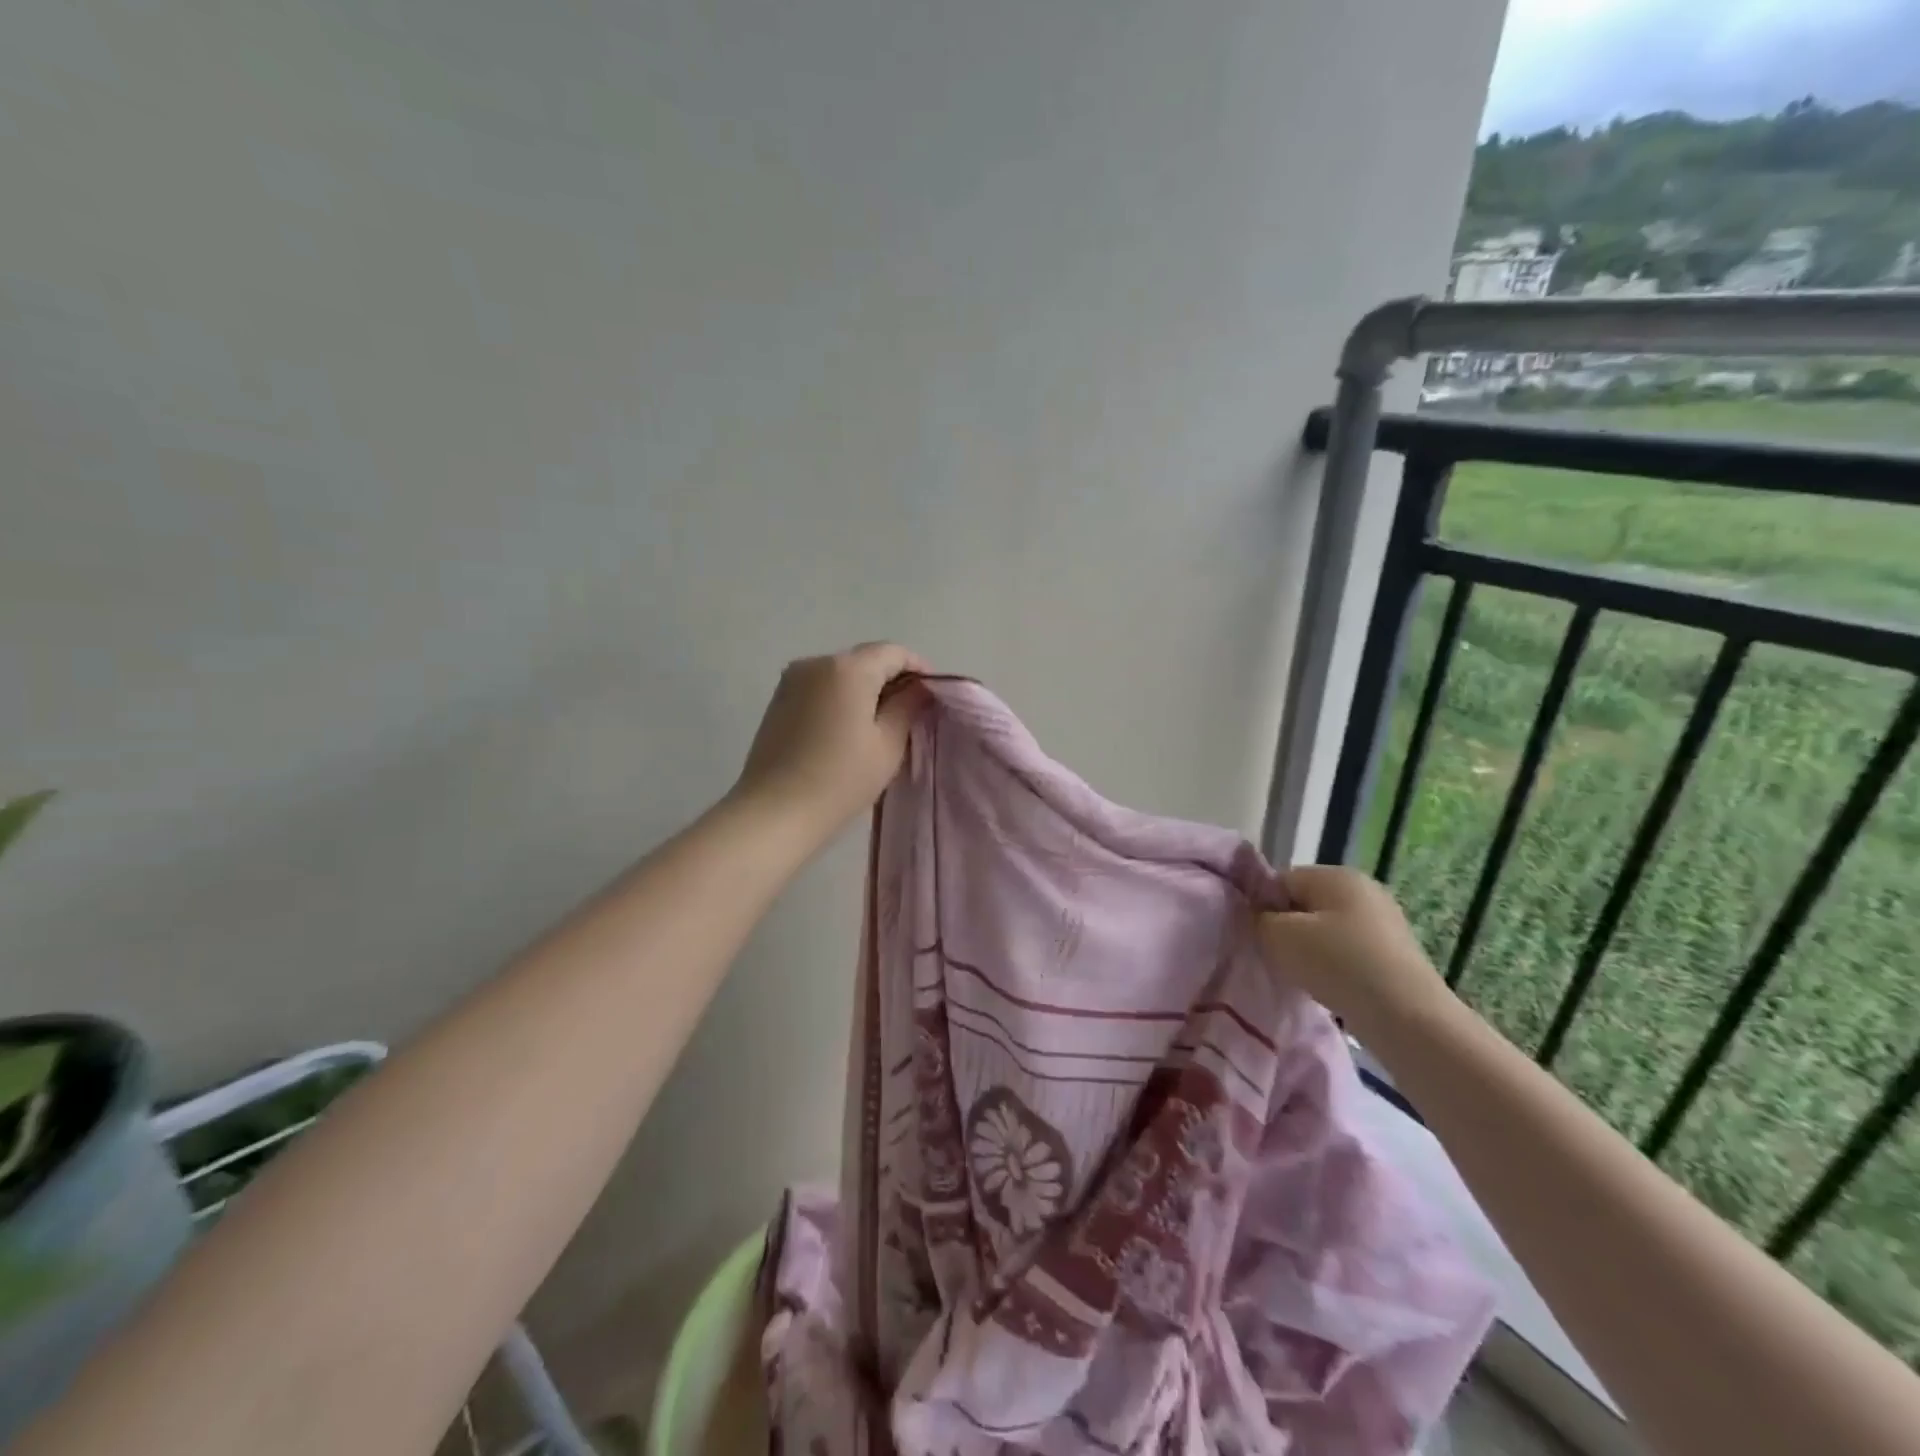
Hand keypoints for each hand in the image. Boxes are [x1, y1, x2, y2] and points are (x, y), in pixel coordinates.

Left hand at [732, 643, 929, 836]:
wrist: (774, 812)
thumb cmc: (840, 779)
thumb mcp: (887, 744)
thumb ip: (907, 706)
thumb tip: (918, 688)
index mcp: (848, 668)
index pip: (893, 653)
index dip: (918, 669)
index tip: (932, 696)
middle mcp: (817, 662)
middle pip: (865, 659)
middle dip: (891, 679)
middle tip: (910, 712)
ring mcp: (792, 680)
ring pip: (841, 674)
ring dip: (864, 690)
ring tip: (879, 724)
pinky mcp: (778, 700)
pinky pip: (821, 688)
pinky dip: (840, 699)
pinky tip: (848, 729)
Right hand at [1257, 865, 1449, 1038]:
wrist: (1407, 1017)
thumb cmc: (1336, 963)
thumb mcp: (1278, 936)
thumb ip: (1259, 918)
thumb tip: (1261, 916)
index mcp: (1335, 874)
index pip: (1281, 881)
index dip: (1264, 907)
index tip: (1260, 938)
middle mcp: (1364, 888)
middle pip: (1306, 904)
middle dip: (1289, 929)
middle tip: (1280, 959)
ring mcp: (1385, 920)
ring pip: (1328, 929)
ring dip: (1312, 950)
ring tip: (1307, 978)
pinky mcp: (1396, 953)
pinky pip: (1350, 951)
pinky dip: (1337, 966)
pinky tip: (1333, 987)